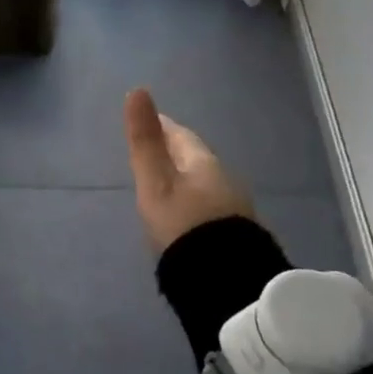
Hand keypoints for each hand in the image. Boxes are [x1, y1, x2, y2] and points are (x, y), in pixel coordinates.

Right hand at [123, 88, 254, 253]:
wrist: (226, 283)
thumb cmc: (184, 226)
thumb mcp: (156, 183)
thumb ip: (145, 141)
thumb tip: (137, 90)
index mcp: (203, 162)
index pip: (180, 134)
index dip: (161, 125)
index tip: (147, 120)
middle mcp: (223, 179)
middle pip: (193, 157)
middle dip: (173, 151)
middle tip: (152, 151)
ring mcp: (233, 208)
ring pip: (203, 182)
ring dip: (184, 178)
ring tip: (164, 184)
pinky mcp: (235, 235)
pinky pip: (209, 206)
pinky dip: (194, 202)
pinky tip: (185, 215)